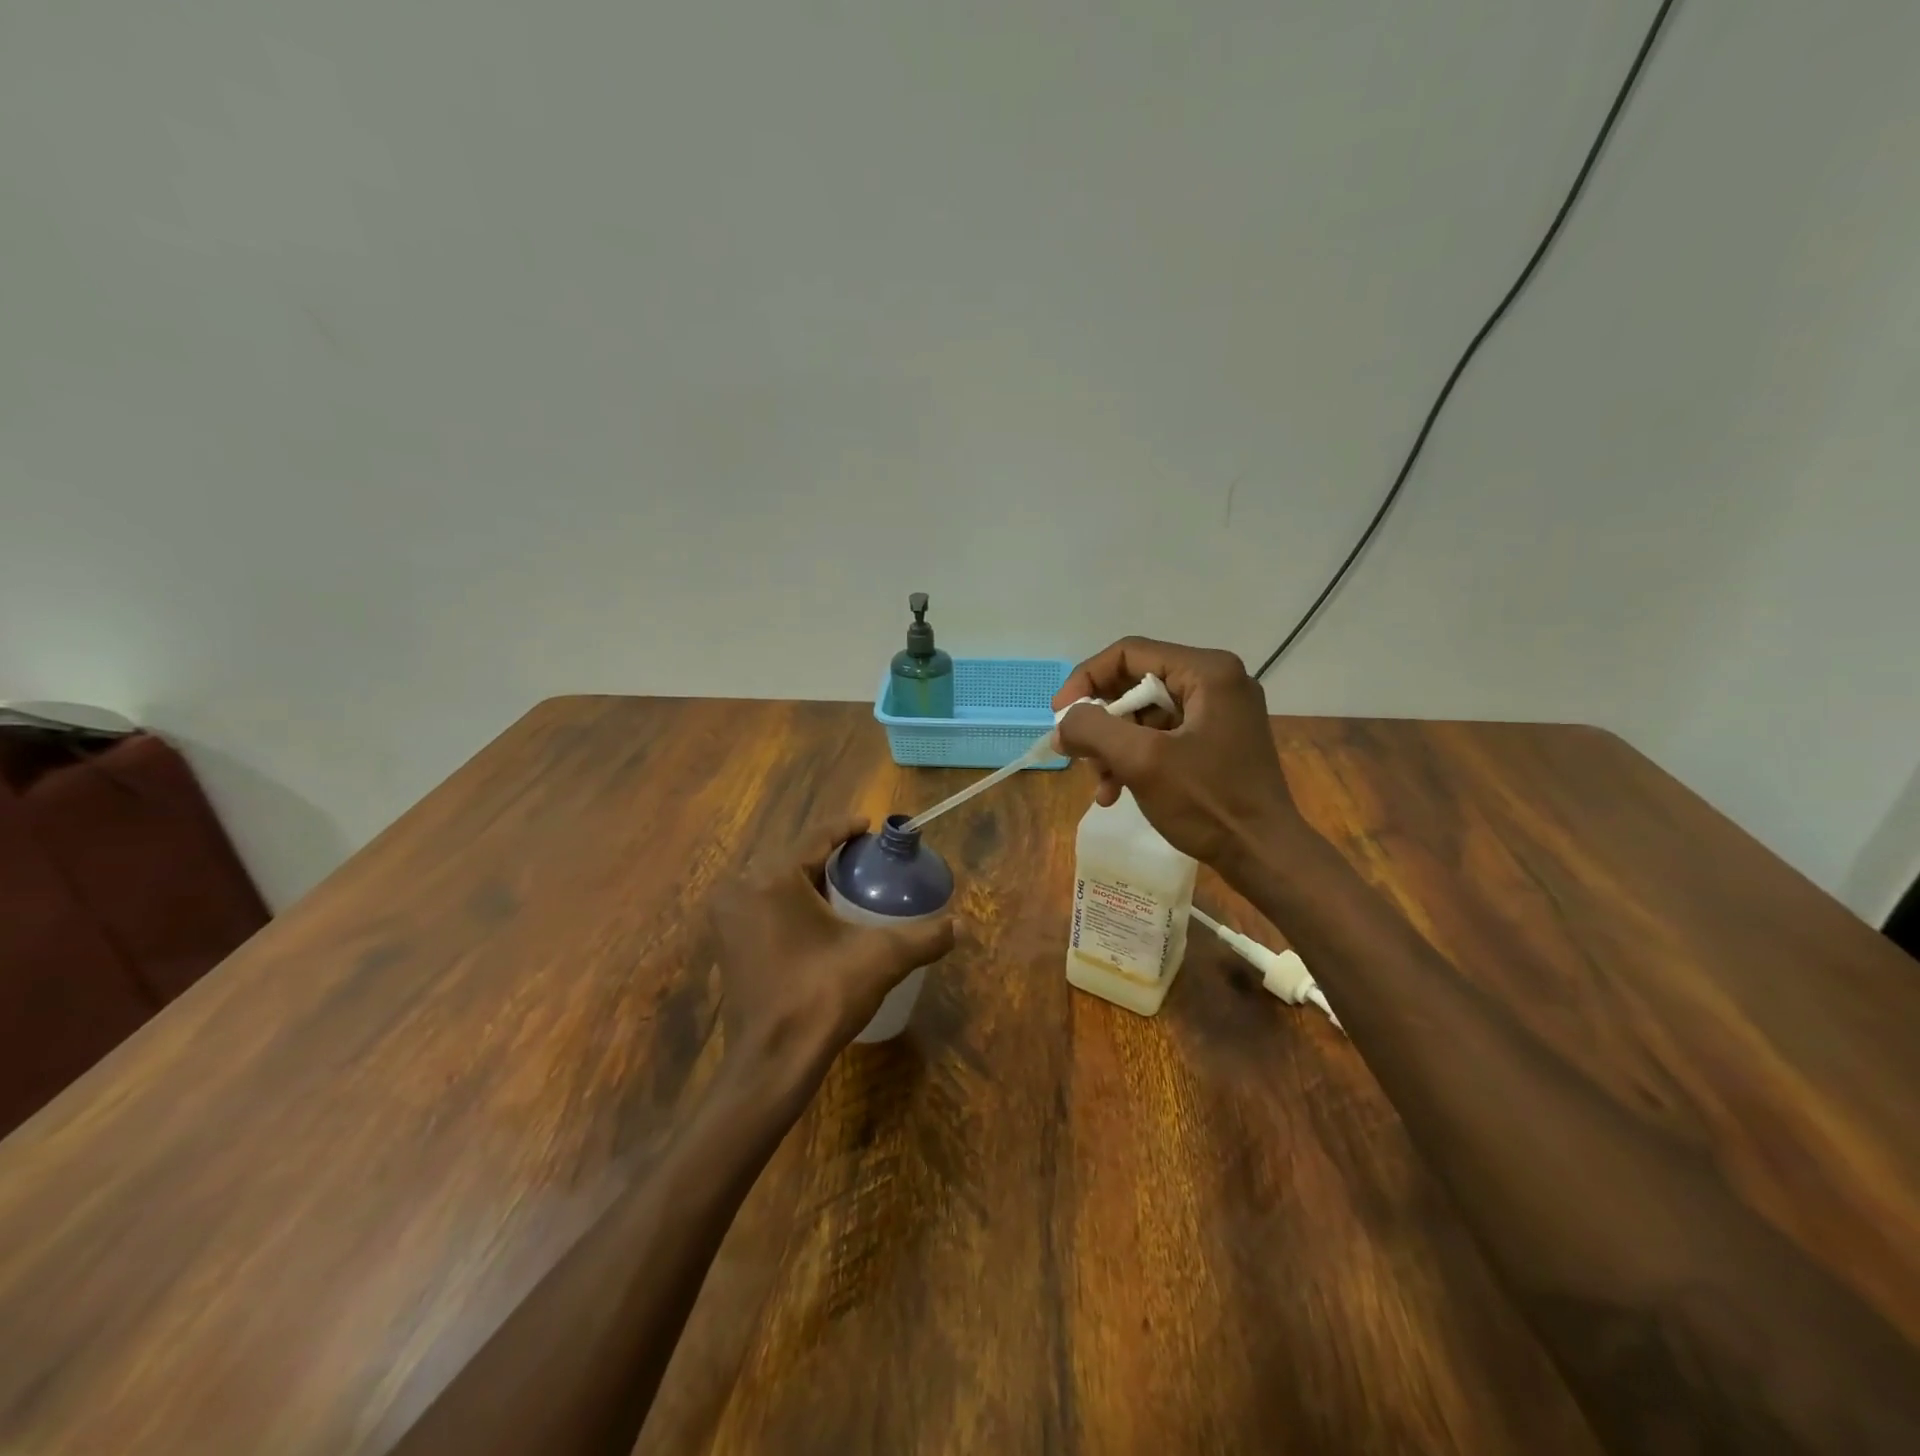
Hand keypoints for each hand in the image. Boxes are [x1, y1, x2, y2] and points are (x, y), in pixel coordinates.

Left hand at [710, 816, 954, 1088]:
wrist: (773, 1063)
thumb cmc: (823, 997)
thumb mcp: (882, 958)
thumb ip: (924, 937)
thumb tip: (962, 926)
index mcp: (774, 878)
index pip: (816, 837)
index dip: (846, 828)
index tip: (869, 825)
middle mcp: (742, 889)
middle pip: (794, 858)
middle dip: (828, 855)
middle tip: (863, 859)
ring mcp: (728, 918)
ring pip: (775, 883)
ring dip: (807, 879)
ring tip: (844, 884)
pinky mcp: (727, 945)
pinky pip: (762, 907)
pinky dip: (788, 904)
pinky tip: (815, 916)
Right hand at [1051, 637, 1300, 866]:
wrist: (1264, 854)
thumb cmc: (1208, 802)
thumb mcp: (1142, 761)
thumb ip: (1093, 730)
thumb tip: (1062, 725)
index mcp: (1207, 671)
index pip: (1128, 654)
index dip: (1086, 680)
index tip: (1060, 716)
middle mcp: (1216, 681)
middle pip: (1135, 684)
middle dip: (1100, 722)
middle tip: (1076, 753)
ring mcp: (1218, 712)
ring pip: (1144, 715)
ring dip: (1113, 747)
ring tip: (1100, 783)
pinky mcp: (1215, 740)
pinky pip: (1161, 736)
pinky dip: (1134, 759)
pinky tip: (1115, 792)